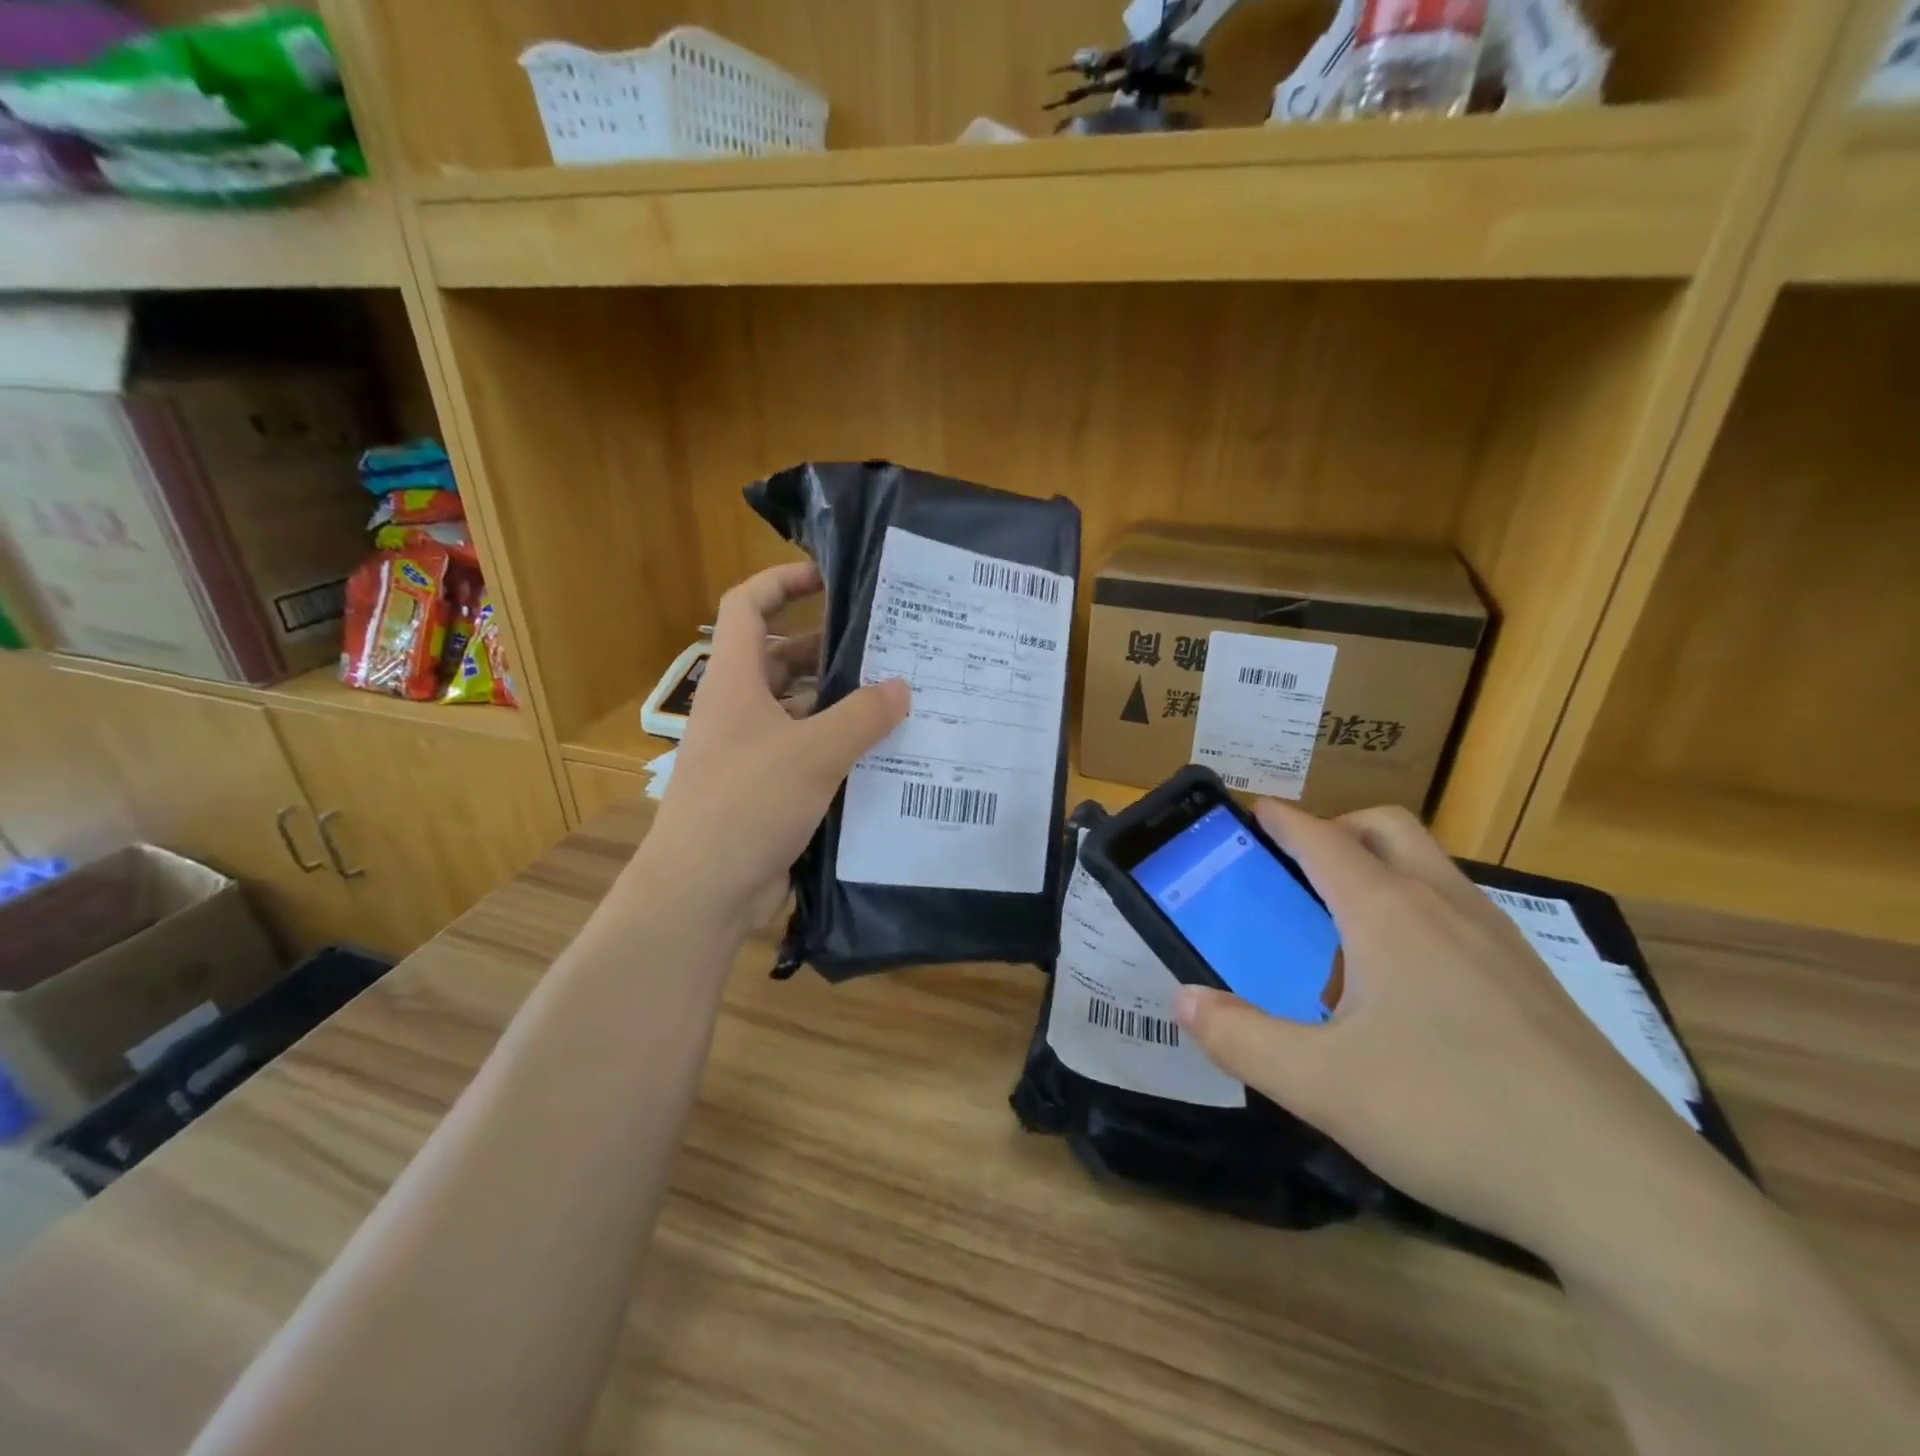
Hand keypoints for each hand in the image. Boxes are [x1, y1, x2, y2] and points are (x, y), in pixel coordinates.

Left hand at [628, 563, 908, 937]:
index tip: (827, 577)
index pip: (747, 606)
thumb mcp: (814, 752)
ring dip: (838, 701)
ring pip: (797, 708)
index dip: (781, 581)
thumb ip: (863, 715)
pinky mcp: (765, 788)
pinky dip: (836, 745)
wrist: (703, 890)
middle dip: (827, 647)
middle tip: (885, 646)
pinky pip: (805, 751)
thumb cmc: (748, 804)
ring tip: (895, 697)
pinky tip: (879, 753)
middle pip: (780, 658)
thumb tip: (903, 686)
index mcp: (735, 682)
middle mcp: (739, 709)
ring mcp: (750, 751)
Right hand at [1173, 802, 1713, 1260]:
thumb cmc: (1452, 1114)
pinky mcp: (1536, 983)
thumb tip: (1185, 999)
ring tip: (1344, 933)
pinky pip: (1461, 914)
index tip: (1252, 809)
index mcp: (1389, 913)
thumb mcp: (1320, 1084)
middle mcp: (1446, 907)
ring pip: (1431, 869)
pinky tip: (1409, 990)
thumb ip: (1241, 1037)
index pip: (1323, 839)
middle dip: (1337, 828)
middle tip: (1298, 869)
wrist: (1625, 1192)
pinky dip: (1418, 913)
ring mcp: (1501, 943)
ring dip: (1380, 869)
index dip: (1283, 819)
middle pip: (1388, 828)